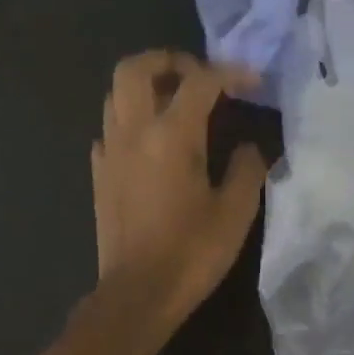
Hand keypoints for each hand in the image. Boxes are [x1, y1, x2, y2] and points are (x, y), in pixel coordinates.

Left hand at [92, 51, 268, 322]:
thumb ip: (246, 169)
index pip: (200, 81)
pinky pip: (110, 128)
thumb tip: (248, 149)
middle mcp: (133, 132)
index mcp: (171, 135)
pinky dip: (131, 120)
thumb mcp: (235, 212)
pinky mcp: (99, 173)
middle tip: (197, 75)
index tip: (254, 82)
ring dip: (146, 87)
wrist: (137, 294)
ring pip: (116, 94)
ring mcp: (109, 151)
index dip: (231, 73)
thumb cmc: (191, 253)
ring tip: (176, 102)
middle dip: (168, 60)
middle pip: (135, 69)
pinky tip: (153, 143)